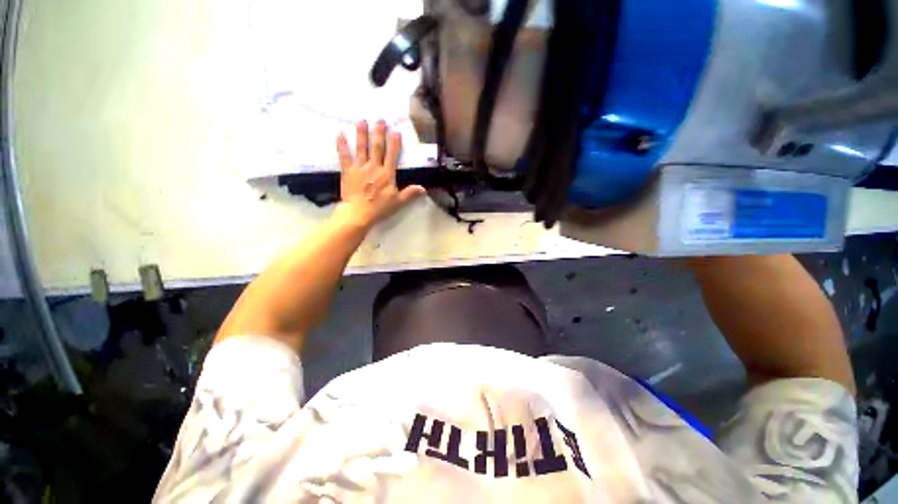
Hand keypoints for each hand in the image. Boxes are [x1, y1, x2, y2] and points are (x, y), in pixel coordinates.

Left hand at [334, 120, 425, 229]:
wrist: (359, 213)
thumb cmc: (379, 208)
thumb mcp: (398, 202)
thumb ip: (410, 194)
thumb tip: (423, 188)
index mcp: (387, 174)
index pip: (392, 155)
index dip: (394, 143)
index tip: (395, 131)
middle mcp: (374, 167)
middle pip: (377, 147)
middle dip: (379, 133)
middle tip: (380, 120)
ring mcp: (359, 167)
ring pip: (361, 148)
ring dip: (362, 133)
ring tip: (362, 120)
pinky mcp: (347, 171)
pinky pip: (344, 156)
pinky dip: (342, 145)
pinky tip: (340, 134)